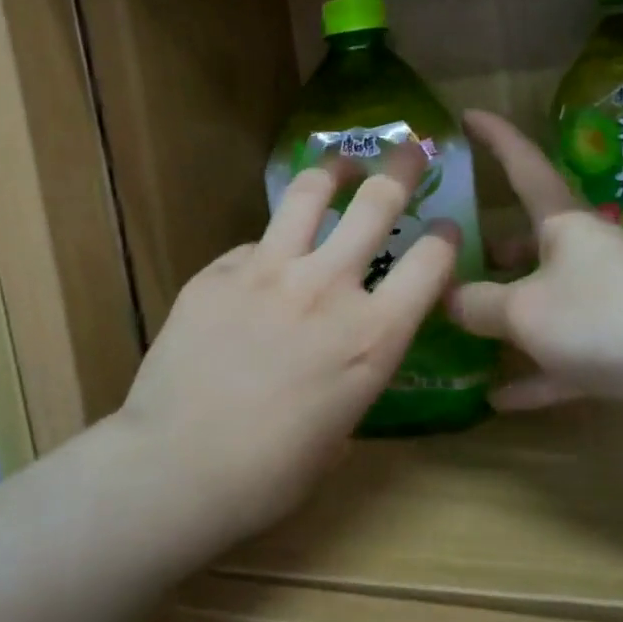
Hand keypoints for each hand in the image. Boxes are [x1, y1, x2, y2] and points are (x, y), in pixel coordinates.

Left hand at [116, 142, 458, 543]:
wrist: (178, 468)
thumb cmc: (270, 472)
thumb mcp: (341, 427)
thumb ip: (353, 369)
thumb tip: (346, 345)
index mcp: (372, 336)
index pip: (430, 263)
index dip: (444, 238)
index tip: (444, 227)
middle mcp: (327, 288)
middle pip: (376, 202)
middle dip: (401, 168)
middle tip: (409, 150)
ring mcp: (268, 271)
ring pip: (307, 194)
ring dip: (332, 172)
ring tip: (339, 166)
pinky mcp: (217, 272)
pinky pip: (251, 245)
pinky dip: (266, 248)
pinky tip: (260, 265)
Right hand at [449, 111, 622, 446]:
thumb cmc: (607, 318)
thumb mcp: (526, 310)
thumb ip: (477, 303)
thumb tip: (444, 297)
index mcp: (564, 224)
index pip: (523, 165)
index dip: (494, 138)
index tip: (467, 114)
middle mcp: (584, 255)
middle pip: (529, 241)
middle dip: (491, 247)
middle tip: (446, 256)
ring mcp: (604, 304)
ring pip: (543, 302)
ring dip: (505, 316)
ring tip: (459, 326)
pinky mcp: (619, 351)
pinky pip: (562, 358)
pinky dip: (533, 374)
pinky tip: (499, 397)